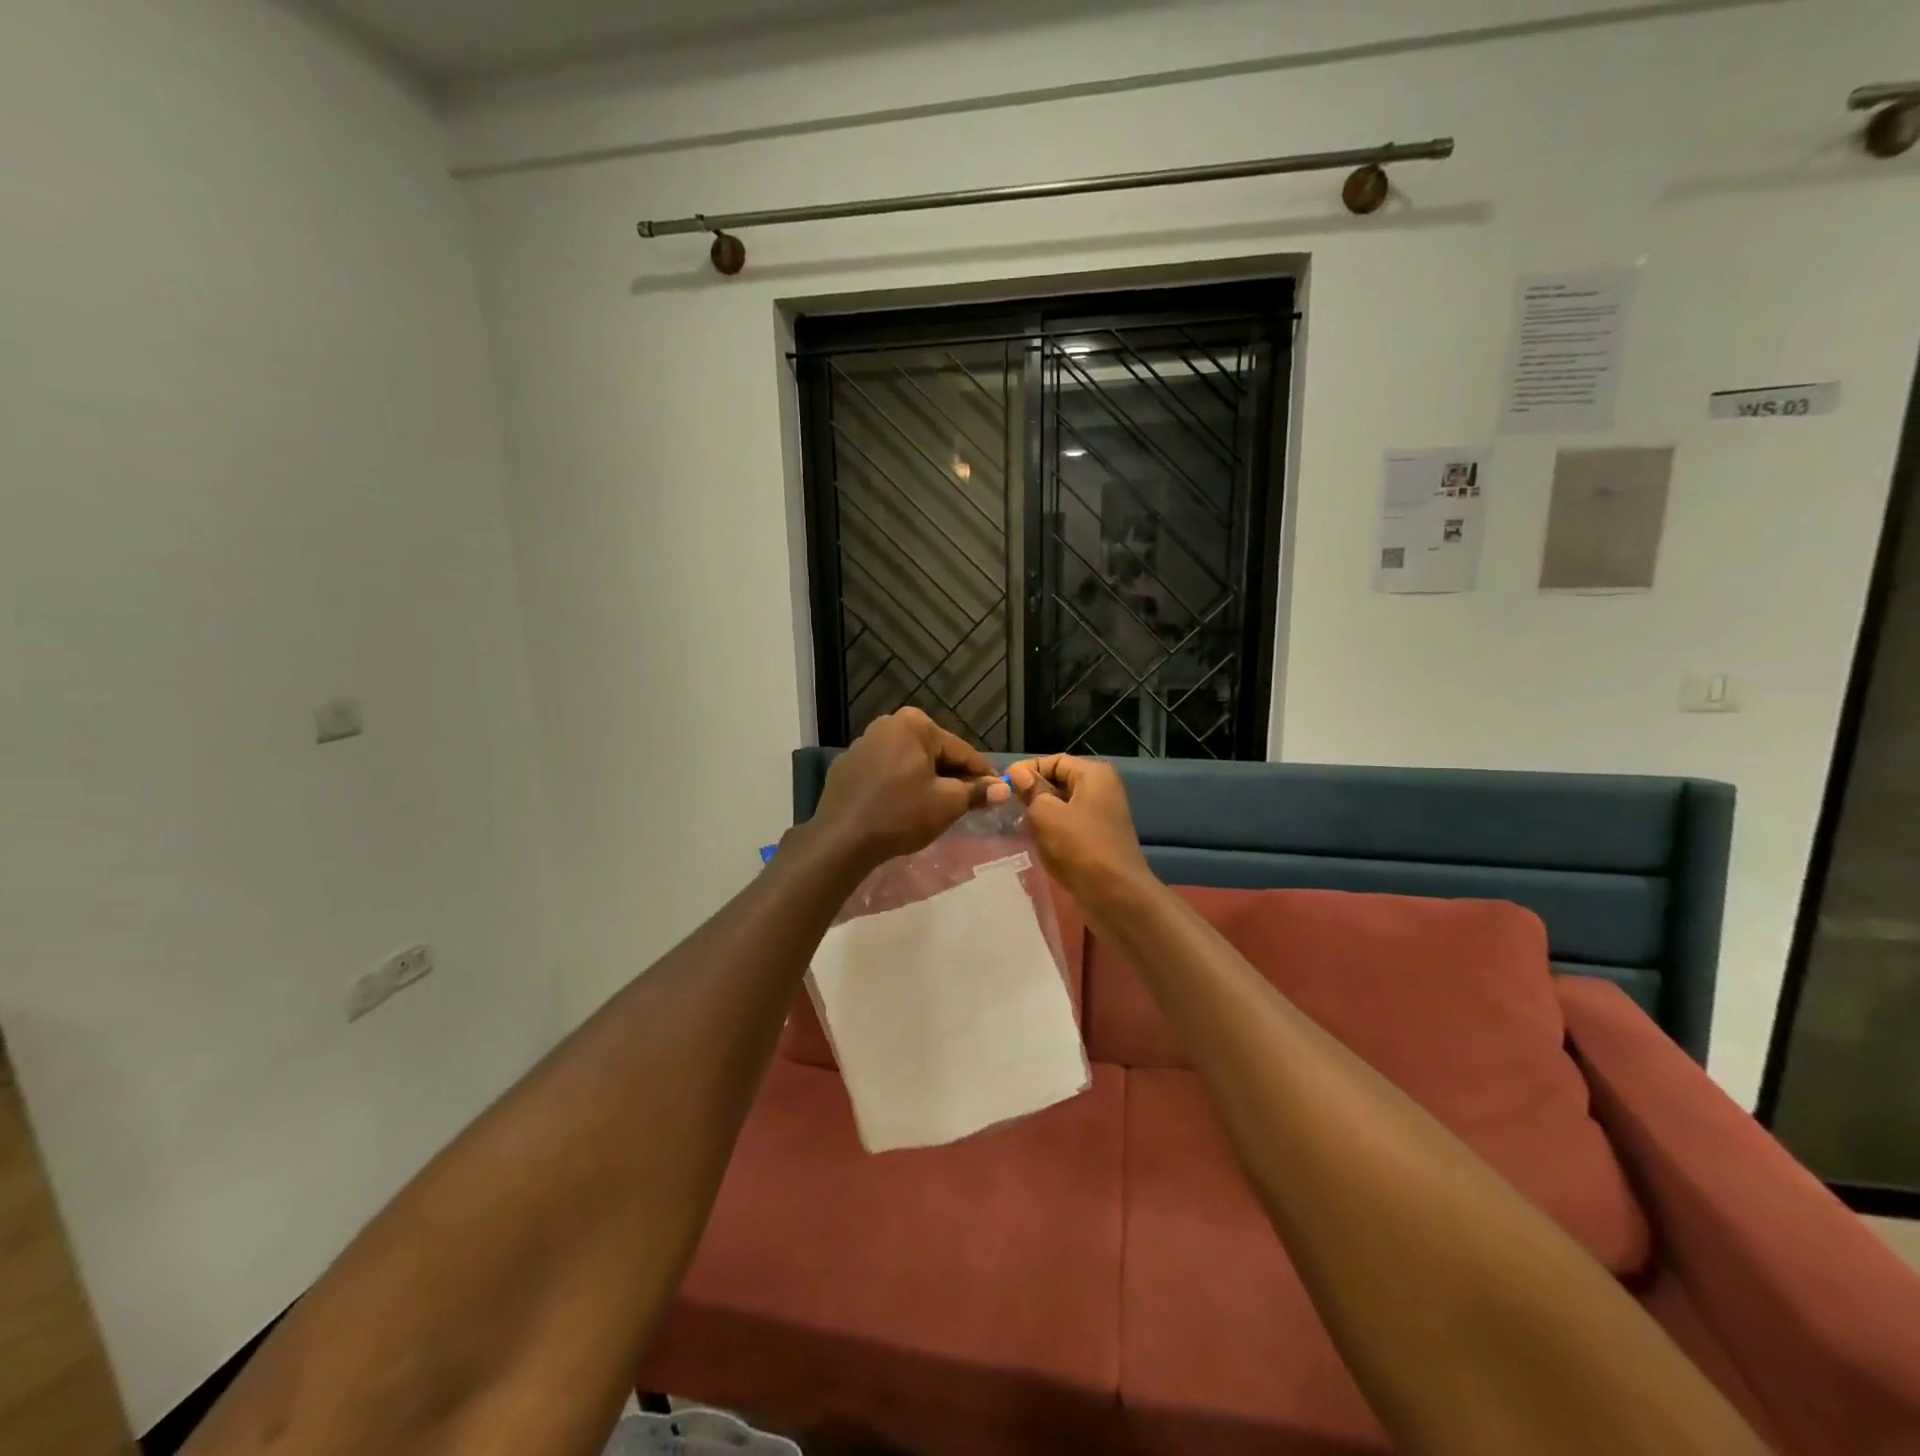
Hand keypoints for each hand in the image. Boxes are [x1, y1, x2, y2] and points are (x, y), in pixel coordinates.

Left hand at [810, 709, 1002, 870]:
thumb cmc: (901, 814)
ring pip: (908, 762)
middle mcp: (886, 724)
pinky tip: (904, 808)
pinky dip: (899, 785)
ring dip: (926, 780)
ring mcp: (862, 744)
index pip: (960, 750)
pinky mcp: (846, 767)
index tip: (999, 790)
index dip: (983, 773)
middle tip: (971, 802)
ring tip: (940, 807)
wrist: (841, 839)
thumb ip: (977, 791)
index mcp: (913, 724)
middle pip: (933, 753)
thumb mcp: (947, 803)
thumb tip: (1004, 788)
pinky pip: (884, 773)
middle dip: (953, 776)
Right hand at [1006, 755, 1150, 905]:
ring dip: (1039, 814)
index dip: (1027, 769)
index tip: (1003, 785)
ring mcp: (1101, 815)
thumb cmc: (1079, 847)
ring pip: (1061, 806)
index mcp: (1094, 774)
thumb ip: (1030, 790)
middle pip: (1058, 782)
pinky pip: (1068, 826)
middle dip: (1032, 793)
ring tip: (1017, 825)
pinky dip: (1051, 831)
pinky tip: (1034, 842)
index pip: (1053, 760)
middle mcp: (1101, 789)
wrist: (1115, 894)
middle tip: (1006, 806)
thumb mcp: (1046, 813)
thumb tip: (1017, 773)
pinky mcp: (1097, 838)